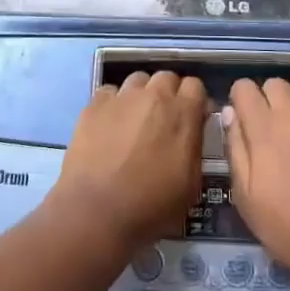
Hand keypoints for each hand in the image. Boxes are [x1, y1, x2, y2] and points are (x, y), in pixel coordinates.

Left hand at [53, 71, 207, 251]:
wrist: (96, 213)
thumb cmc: (150, 207)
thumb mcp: (190, 186)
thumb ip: (195, 148)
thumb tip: (192, 132)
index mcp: (182, 113)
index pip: (195, 86)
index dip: (193, 102)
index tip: (191, 119)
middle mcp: (154, 96)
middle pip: (166, 77)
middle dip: (168, 94)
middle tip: (162, 121)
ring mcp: (122, 97)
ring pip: (137, 80)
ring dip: (141, 95)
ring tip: (134, 120)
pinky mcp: (94, 104)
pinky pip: (109, 92)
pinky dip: (113, 104)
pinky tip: (108, 125)